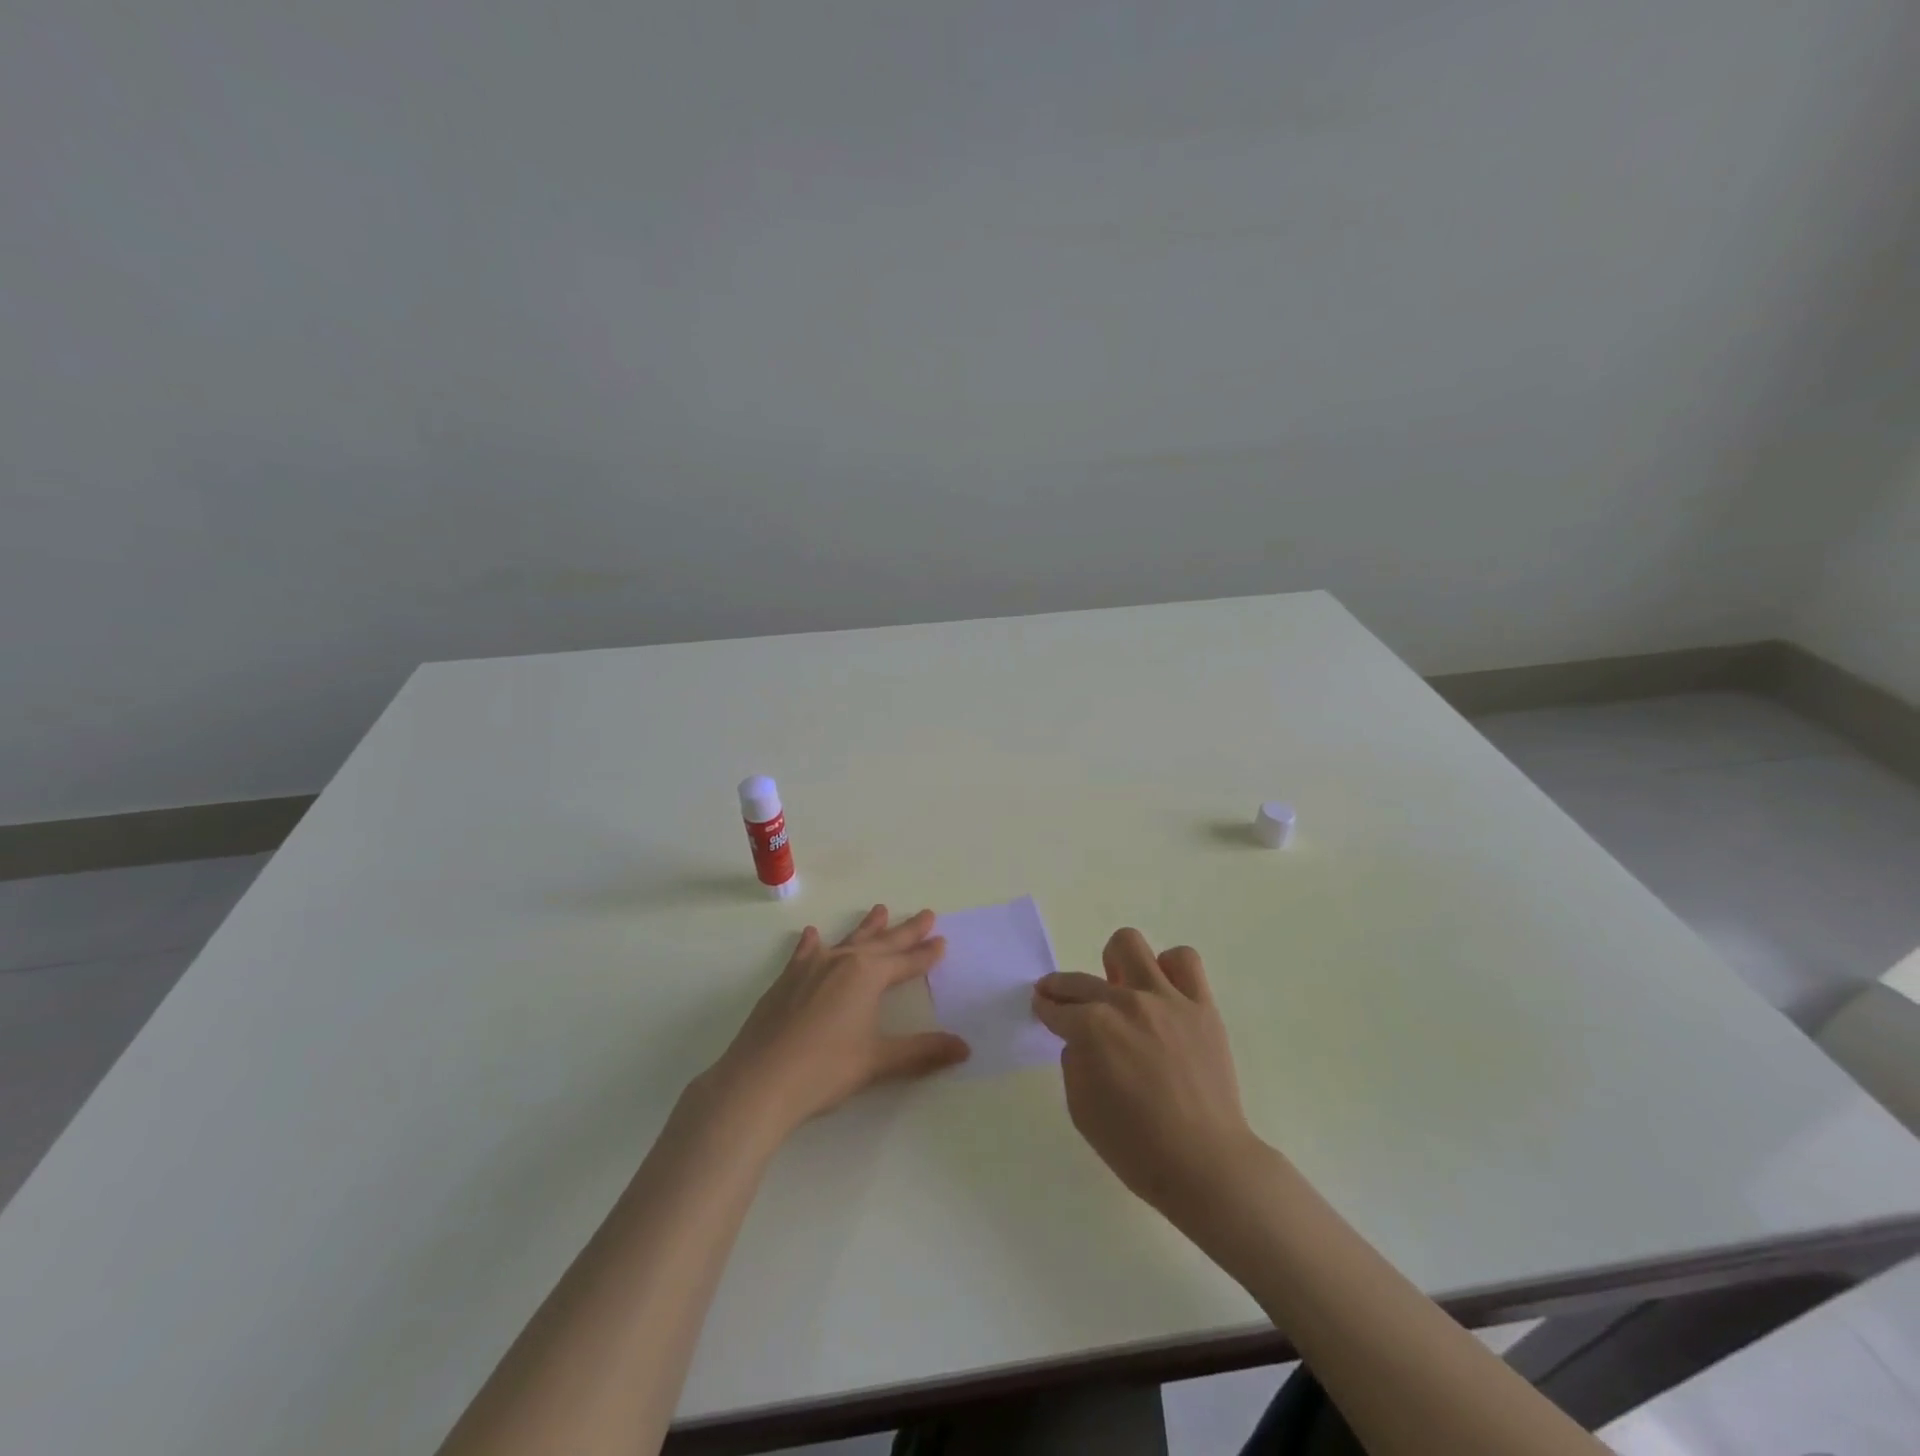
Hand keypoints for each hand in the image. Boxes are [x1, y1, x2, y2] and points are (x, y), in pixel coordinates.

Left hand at [698, 906, 969, 1139]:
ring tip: (881, 909)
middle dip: (906, 931)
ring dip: (866, 927)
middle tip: (926, 914)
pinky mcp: (786, 980)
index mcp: (867, 976)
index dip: (926, 954)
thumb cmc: (824, 1070)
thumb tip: (965, 1048)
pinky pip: (805, 953)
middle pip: (882, 943)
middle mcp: (842, 962)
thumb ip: (921, 1052)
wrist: (759, 1081)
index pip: (906, 962)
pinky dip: (812, 943)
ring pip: (847, 941)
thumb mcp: (878, 1061)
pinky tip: (812, 934)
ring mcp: (810, 968)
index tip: (942, 941)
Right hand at [1033, 929, 1255, 1220]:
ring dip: (1116, 965)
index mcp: (1092, 1029)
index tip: (1042, 1008)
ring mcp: (1167, 999)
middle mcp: (1126, 1003)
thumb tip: (1081, 1039)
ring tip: (1121, 989)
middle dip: (1063, 988)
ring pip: (1130, 945)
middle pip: (1081, 979)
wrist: (1205, 1165)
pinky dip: (1169, 969)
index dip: (1045, 1009)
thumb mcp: (1081, 1110)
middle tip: (1063, 1000)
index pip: (1057, 1008)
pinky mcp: (1201, 1006)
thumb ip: (1074, 1062)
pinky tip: (1163, 994)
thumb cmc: (1136, 1147)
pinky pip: (1184, 962)